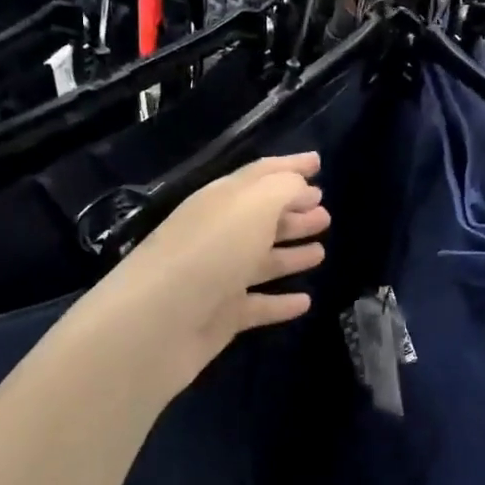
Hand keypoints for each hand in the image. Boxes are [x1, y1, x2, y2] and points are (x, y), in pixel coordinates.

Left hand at [100, 153, 329, 388]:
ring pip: (262, 260)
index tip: (319, 162)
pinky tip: (305, 302)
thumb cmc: (211, 251)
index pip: (260, 175)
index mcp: (222, 200)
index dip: (290, 167)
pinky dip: (281, 302)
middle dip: (293, 211)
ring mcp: (219, 277)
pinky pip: (258, 305)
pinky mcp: (221, 317)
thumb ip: (283, 188)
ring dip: (291, 254)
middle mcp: (219, 234)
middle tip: (326, 213)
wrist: (157, 322)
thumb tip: (300, 187)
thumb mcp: (253, 205)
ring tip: (322, 250)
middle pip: (262, 218)